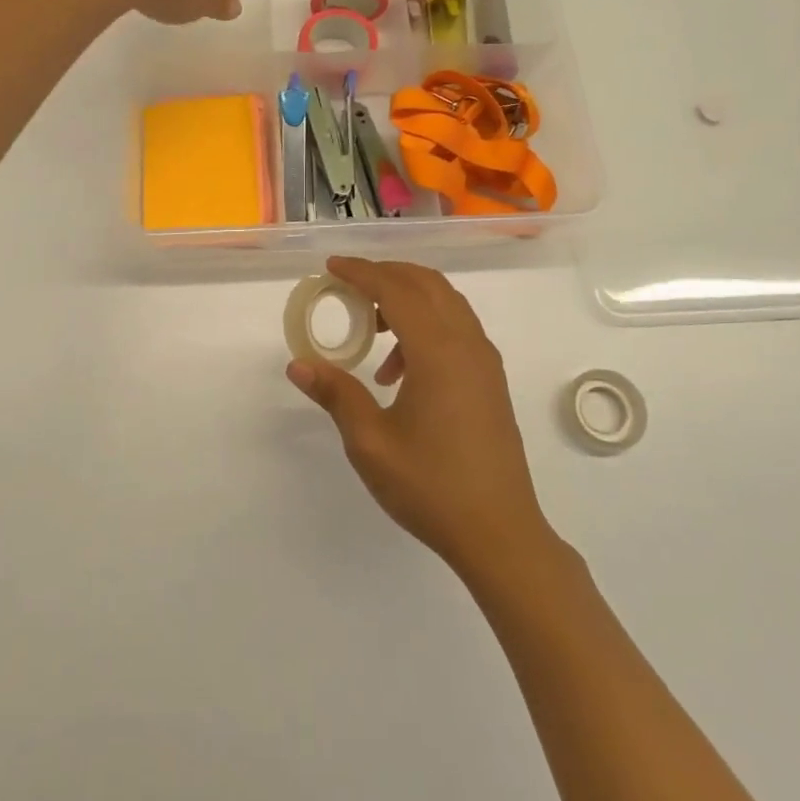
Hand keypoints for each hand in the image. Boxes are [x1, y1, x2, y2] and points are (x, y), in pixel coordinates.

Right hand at [287, 257, 553, 578]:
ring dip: (408, 299)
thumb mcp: (370, 442)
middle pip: (426, 283)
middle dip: (386, 275)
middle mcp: (467, 344)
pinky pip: (457, 327)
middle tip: (349, 286)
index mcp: (438, 351)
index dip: (361, 273)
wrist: (500, 532)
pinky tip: (400, 370)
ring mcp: (484, 361)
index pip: (395, 290)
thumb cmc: (431, 486)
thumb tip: (298, 364)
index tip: (330, 268)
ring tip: (372, 330)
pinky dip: (427, 324)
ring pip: (446, 303)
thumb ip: (336, 394)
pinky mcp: (491, 380)